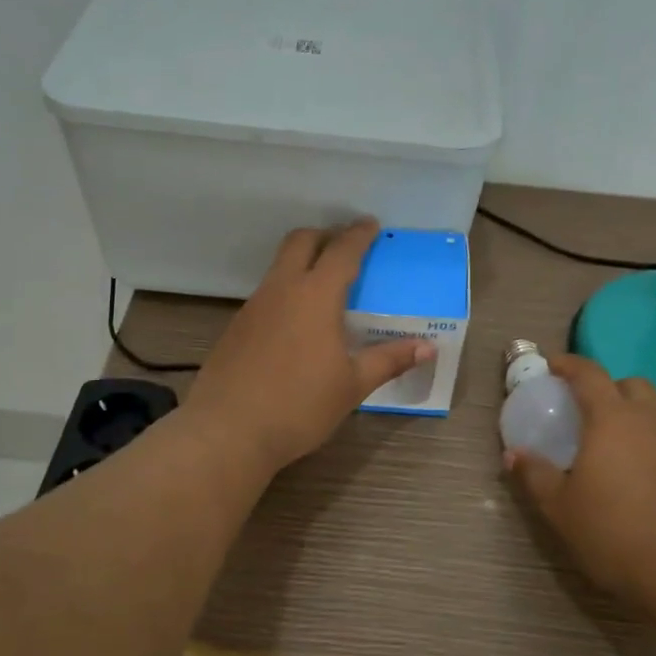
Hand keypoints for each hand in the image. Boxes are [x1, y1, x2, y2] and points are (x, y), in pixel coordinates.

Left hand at [186, 220, 432, 473]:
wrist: (227, 431)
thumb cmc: (299, 406)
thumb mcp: (352, 386)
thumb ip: (389, 360)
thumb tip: (428, 348)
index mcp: (316, 296)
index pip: (342, 251)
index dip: (358, 235)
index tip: (371, 224)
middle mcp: (282, 290)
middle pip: (300, 242)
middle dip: (324, 236)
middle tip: (345, 246)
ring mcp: (253, 307)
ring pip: (279, 267)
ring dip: (302, 263)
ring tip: (323, 285)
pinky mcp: (235, 327)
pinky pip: (266, 294)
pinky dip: (285, 291)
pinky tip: (295, 324)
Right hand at [507, 355, 655, 606]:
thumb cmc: (613, 530)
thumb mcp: (560, 507)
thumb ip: (535, 475)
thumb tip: (513, 455)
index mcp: (611, 418)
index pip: (590, 373)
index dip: (569, 364)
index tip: (551, 365)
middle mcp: (648, 421)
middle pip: (630, 384)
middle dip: (606, 386)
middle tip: (583, 407)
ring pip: (652, 413)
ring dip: (628, 416)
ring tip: (605, 445)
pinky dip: (645, 445)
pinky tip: (631, 476)